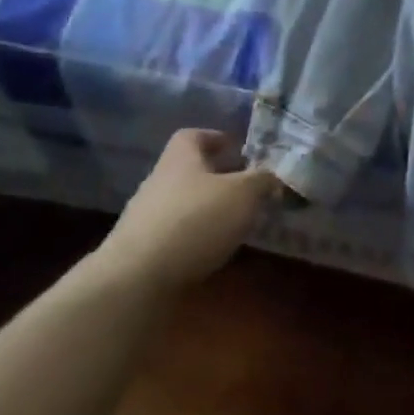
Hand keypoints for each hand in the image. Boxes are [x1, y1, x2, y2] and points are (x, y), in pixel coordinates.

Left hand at [92, 130, 279, 293]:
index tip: (240, 150)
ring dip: (211, 211)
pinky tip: (219, 252)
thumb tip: (275, 175)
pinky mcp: (145, 251)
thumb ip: (262, 180)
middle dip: (221, 178)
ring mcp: (148, 217)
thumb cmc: (195, 220)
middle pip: (192, 172)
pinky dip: (199, 239)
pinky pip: (179, 235)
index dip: (218, 138)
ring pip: (187, 205)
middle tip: (251, 190)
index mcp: (180, 158)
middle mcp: (160, 181)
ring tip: (241, 223)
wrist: (138, 279)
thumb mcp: (243, 194)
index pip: (194, 135)